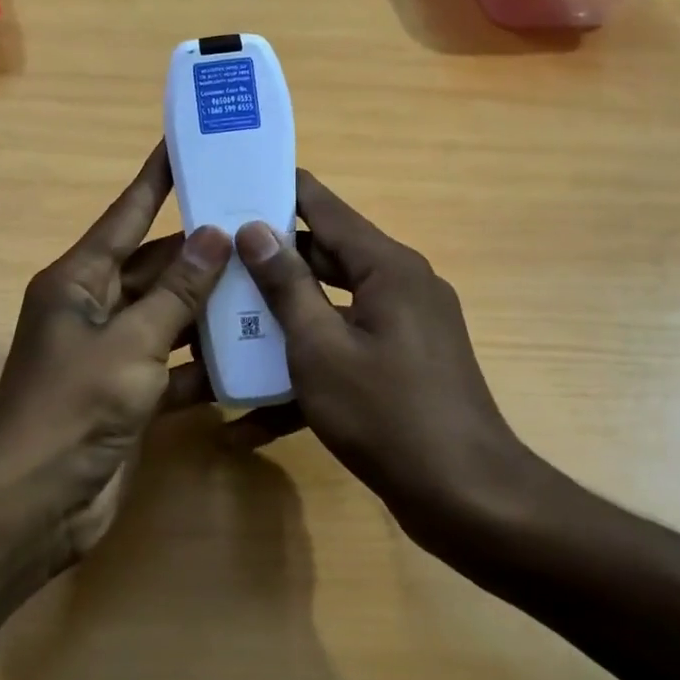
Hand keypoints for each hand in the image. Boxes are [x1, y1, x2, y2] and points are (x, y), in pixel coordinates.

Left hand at [0, 143, 231, 564]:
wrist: (38, 501)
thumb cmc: (75, 405)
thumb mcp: (131, 341)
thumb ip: (177, 292)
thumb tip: (215, 236)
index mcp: (79, 280)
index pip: (126, 216)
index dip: (155, 180)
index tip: (184, 146)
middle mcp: (94, 307)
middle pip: (156, 267)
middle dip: (202, 250)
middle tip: (257, 225)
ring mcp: (112, 353)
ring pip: (170, 316)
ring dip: (210, 306)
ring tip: (268, 280)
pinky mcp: (129, 394)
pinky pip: (174, 364)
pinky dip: (205, 361)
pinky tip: (252, 352)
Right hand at [230, 171, 556, 542]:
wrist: (465, 498)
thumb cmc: (385, 413)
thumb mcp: (320, 347)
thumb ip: (286, 285)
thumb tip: (255, 229)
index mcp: (386, 267)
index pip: (325, 207)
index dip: (280, 190)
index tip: (235, 181)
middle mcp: (400, 286)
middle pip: (325, 258)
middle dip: (270, 263)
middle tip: (214, 258)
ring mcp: (404, 328)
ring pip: (330, 308)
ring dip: (282, 322)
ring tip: (223, 326)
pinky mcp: (401, 367)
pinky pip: (346, 351)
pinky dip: (309, 371)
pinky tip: (254, 418)